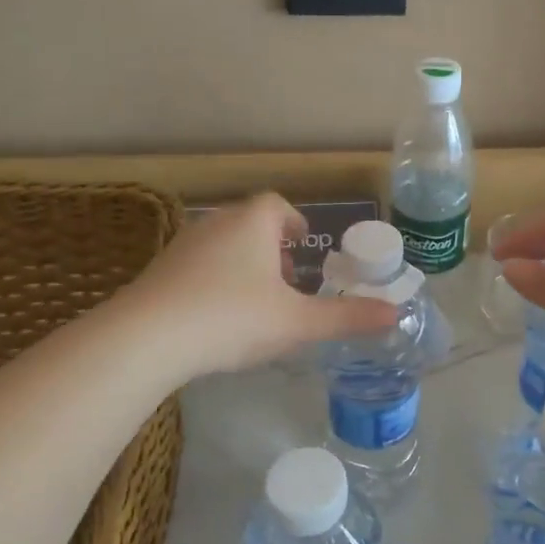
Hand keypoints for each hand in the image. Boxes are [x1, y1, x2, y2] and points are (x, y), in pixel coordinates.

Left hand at [123, 194, 397, 377]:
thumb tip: (396, 314)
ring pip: (222, 244)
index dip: (295, 222)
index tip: (304, 244)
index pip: (278, 206)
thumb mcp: (297, 322)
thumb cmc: (233, 318)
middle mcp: (217, 223)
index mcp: (253, 223)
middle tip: (287, 278)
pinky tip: (218, 316)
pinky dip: (214, 280)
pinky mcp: (160, 270)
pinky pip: (197, 266)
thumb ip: (346, 318)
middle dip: (271, 246)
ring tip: (256, 300)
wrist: (148, 338)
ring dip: (242, 263)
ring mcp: (183, 245)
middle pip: (249, 223)